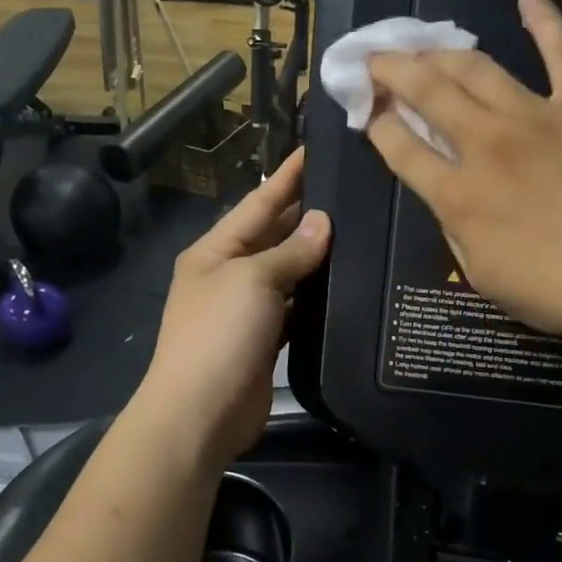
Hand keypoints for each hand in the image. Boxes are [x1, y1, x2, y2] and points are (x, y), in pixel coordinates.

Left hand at [139, 148, 330, 466]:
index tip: (316, 149)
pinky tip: (345, 286)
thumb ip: (289, 252)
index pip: (257, 203)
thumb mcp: (253, 281)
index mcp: (214, 251)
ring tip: (359, 233)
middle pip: (272, 236)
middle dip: (305, 214)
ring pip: (287, 274)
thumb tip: (322, 222)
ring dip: (315, 258)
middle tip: (351, 191)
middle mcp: (228, 275)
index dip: (287, 177)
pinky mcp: (264, 342)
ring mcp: (245, 311)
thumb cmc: (219, 334)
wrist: (201, 413)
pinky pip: (294, 310)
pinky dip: (315, 298)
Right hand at [366, 0, 561, 341]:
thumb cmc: (558, 291)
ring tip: (424, 43)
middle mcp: (486, 145)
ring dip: (442, 51)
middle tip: (377, 60)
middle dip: (393, 71)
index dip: (379, 125)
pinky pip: (561, 52)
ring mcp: (535, 117)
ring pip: (477, 68)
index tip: (371, 113)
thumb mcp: (485, 277)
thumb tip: (449, 197)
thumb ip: (458, 231)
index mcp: (458, 196)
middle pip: (427, 92)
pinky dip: (545, 20)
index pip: (401, 148)